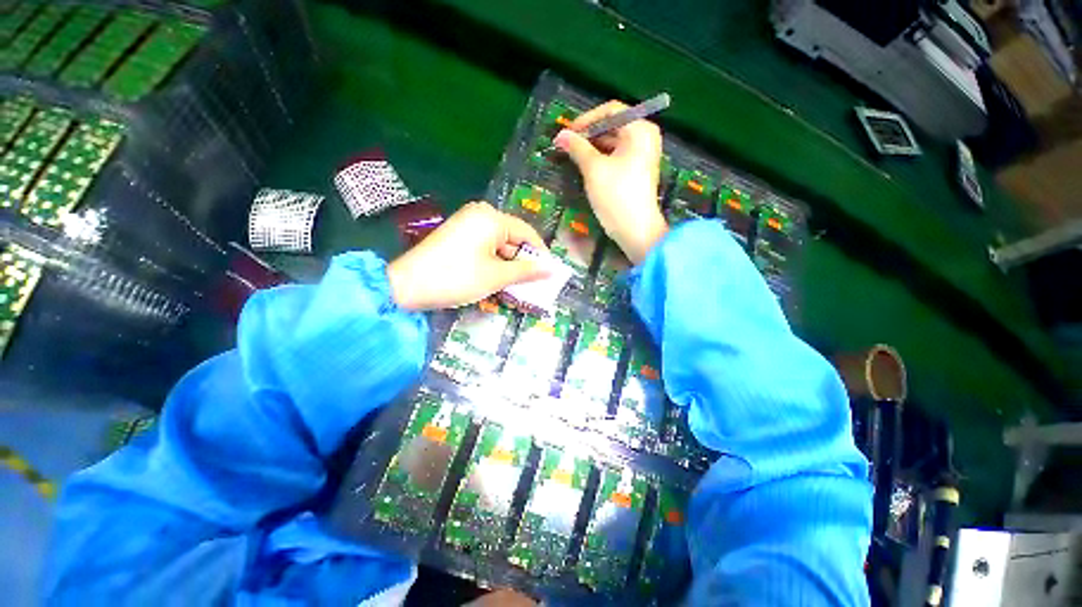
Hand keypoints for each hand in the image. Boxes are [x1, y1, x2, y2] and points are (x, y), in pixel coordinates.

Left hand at [387, 202, 549, 309]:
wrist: (407, 285)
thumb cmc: (457, 278)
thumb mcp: (497, 276)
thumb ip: (527, 271)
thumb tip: (551, 269)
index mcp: (492, 218)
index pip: (527, 233)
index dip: (540, 254)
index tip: (548, 274)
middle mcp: (480, 215)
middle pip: (513, 240)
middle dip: (522, 264)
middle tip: (531, 286)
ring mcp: (467, 225)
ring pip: (499, 247)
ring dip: (507, 268)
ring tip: (514, 289)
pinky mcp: (458, 237)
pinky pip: (485, 249)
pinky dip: (493, 265)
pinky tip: (496, 282)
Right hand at [554, 100, 666, 263]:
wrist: (636, 231)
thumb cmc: (616, 196)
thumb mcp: (593, 169)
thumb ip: (577, 148)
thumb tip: (560, 135)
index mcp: (639, 130)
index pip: (610, 111)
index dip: (586, 120)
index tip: (566, 133)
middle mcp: (645, 137)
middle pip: (612, 126)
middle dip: (588, 135)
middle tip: (566, 146)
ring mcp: (643, 155)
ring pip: (613, 143)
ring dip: (592, 148)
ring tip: (572, 157)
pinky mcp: (637, 171)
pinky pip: (616, 157)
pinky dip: (601, 159)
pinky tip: (585, 167)